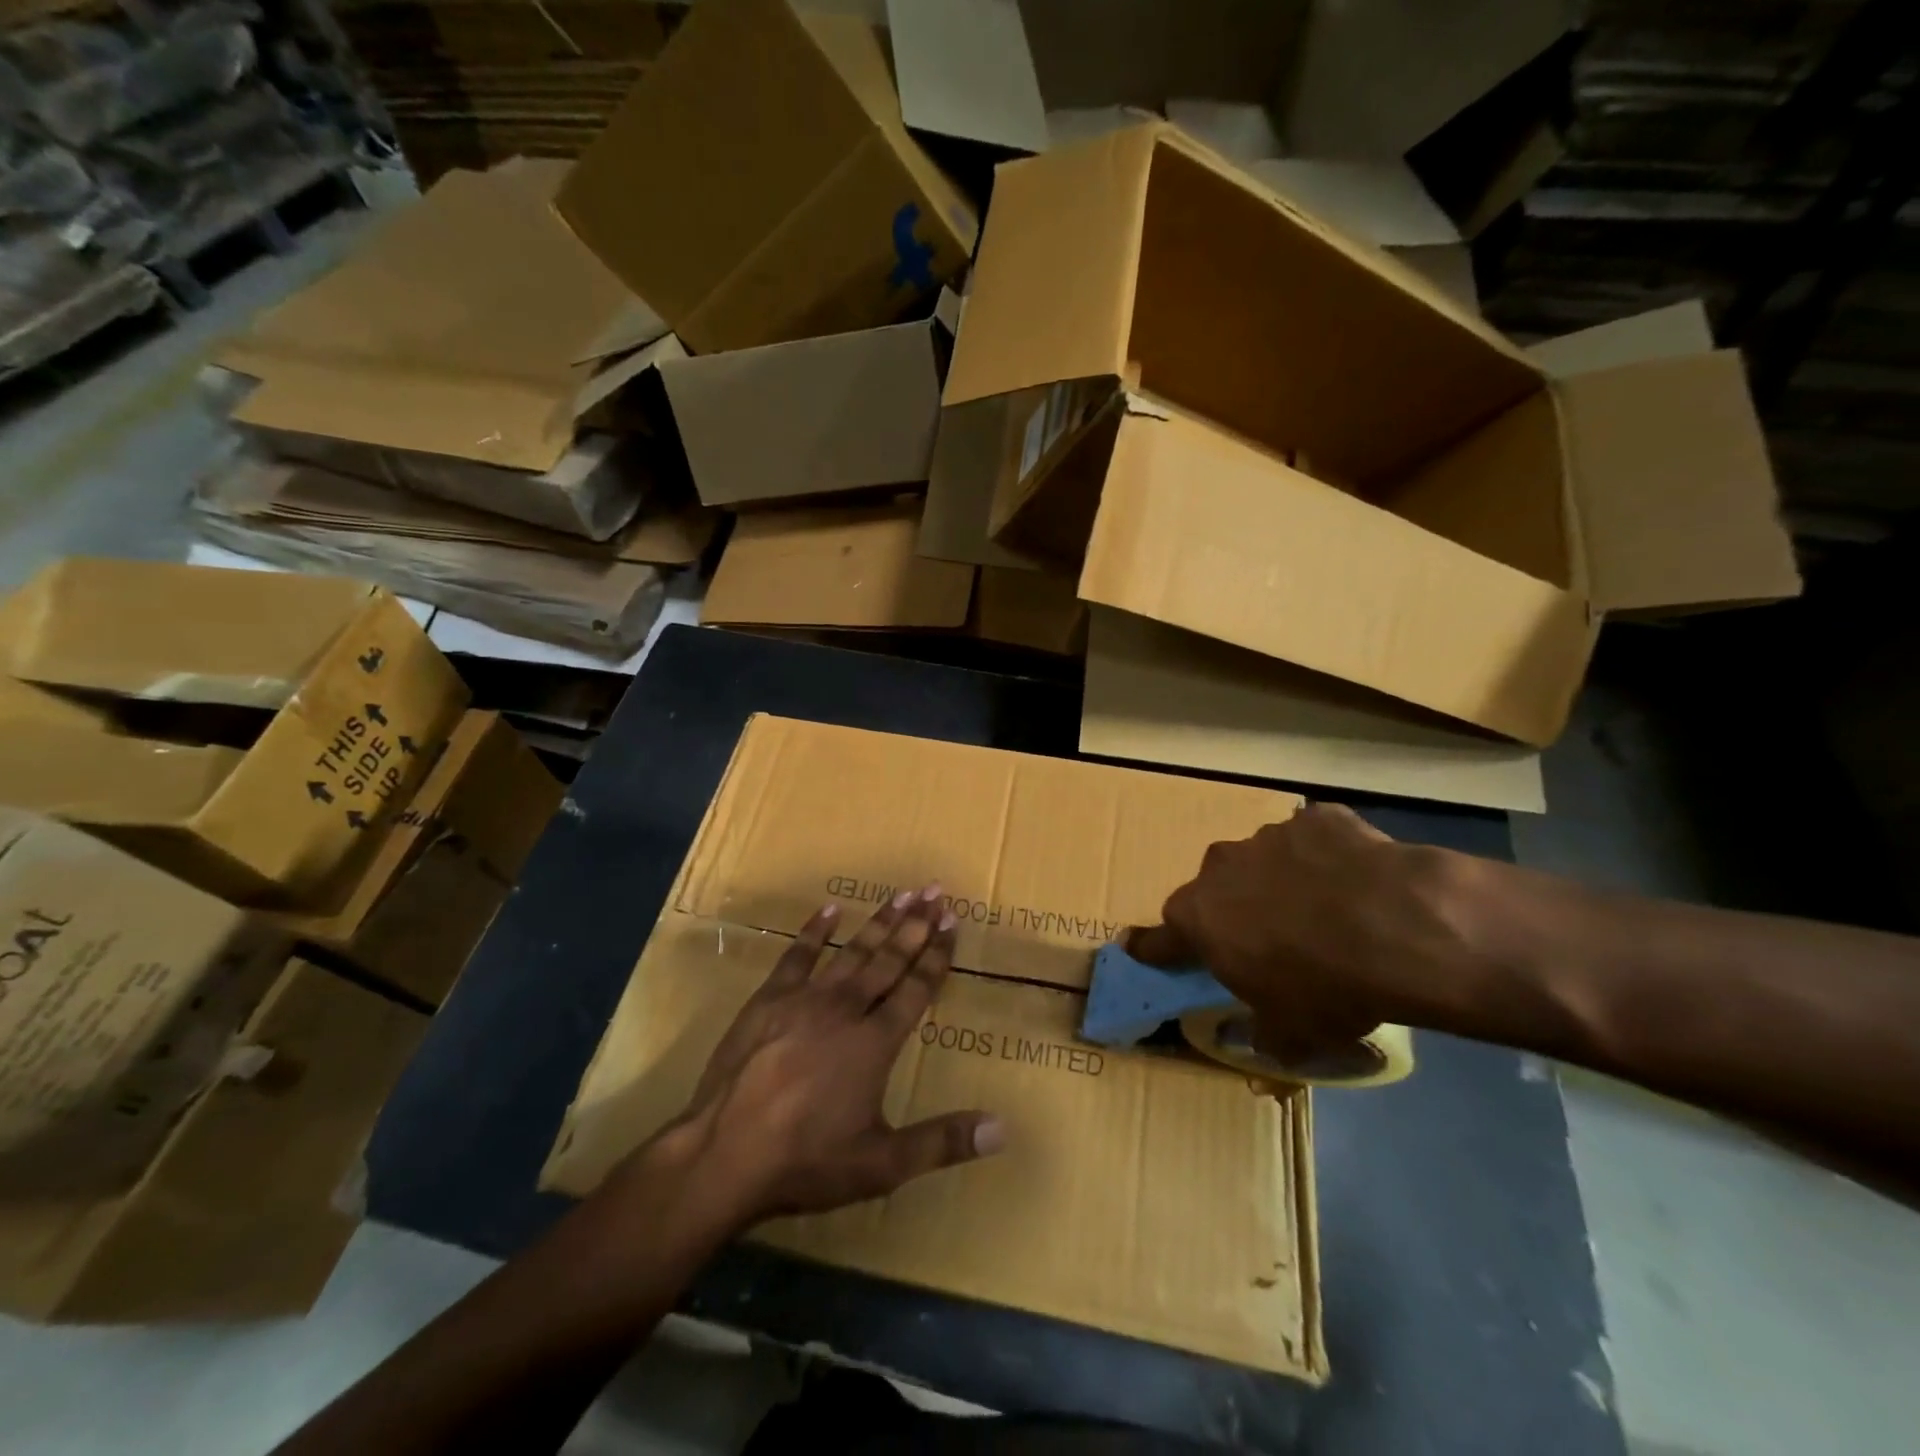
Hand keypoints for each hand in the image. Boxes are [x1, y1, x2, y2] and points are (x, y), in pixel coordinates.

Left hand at [658, 886, 1003, 1229]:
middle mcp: (846, 1010)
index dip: (937, 955)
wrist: (724, 1154)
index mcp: (875, 1043)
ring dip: (879, 921)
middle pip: (888, 960)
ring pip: (852, 951)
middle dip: (916, 925)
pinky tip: (829, 909)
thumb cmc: (807, 1161)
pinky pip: (797, 955)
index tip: (953, 923)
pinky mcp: (768, 999)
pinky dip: (814, 931)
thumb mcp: (882, 1164)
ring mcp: (804, 1000)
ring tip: (902, 893)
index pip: (916, 989)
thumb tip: (1002, 1128)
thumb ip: (942, 1142)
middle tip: (936, 892)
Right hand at [1129, 804, 1480, 1060]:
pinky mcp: (1317, 818)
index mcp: (1200, 919)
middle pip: (1216, 889)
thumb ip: (1265, 1032)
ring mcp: (1269, 837)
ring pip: (1265, 861)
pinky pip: (1314, 839)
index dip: (1151, 946)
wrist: (1398, 927)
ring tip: (1328, 909)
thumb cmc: (1326, 988)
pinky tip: (1359, 879)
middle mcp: (1221, 868)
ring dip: (1282, 881)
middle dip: (1234, 909)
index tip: (1134, 945)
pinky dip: (1327, 857)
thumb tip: (1263, 1039)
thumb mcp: (1292, 1033)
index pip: (1160, 938)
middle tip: (1271, 937)